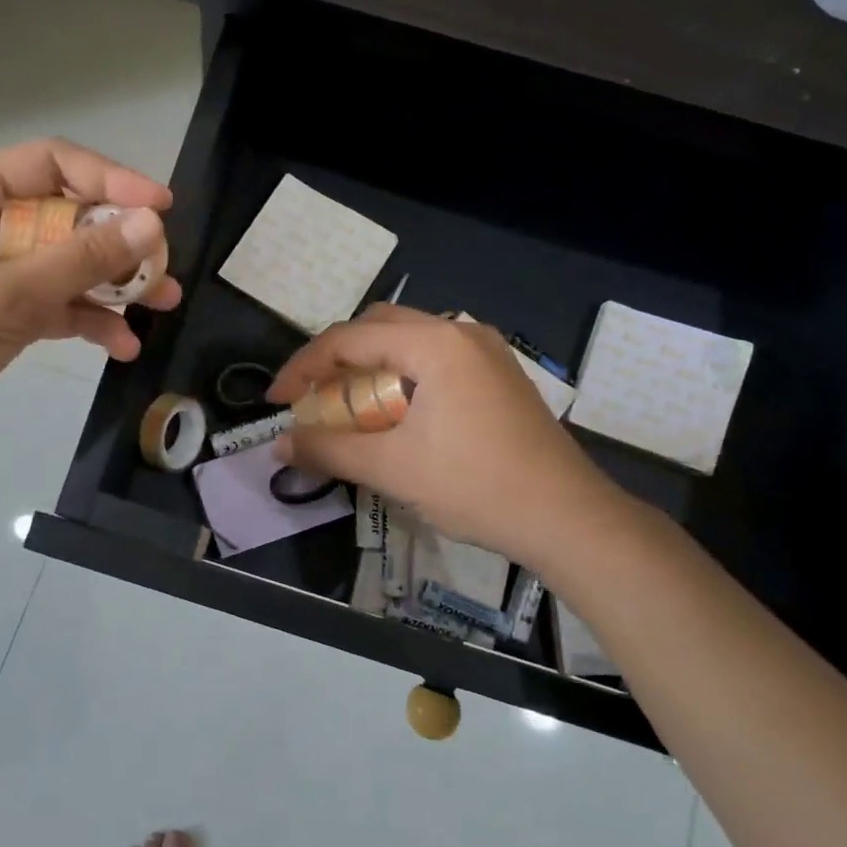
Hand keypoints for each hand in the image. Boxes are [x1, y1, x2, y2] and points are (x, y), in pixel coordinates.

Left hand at [0, 139, 181, 460]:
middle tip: (163, 265)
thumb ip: (81, 260)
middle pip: (68, 216)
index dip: (110, 179)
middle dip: (119, 242)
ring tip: (163, 303)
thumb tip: (150, 225)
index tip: (160, 207)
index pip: (51, 165)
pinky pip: (57, 305)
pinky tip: (123, 345)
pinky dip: (89, 321)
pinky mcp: (4, 314)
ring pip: (68, 264)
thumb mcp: (9, 296)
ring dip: (114, 284)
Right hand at [267, 306, 610, 553]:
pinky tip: (394, 413)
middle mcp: (460, 332)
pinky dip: (401, 377)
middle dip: (335, 361)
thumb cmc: (476, 486)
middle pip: (377, 328)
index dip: (303, 367)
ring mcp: (485, 351)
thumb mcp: (392, 469)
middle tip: (311, 399)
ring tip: (347, 408)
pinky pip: (433, 359)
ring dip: (369, 368)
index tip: (277, 402)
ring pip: (407, 341)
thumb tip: (279, 446)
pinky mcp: (498, 374)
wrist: (569, 518)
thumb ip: (329, 450)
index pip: (348, 339)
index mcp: (434, 343)